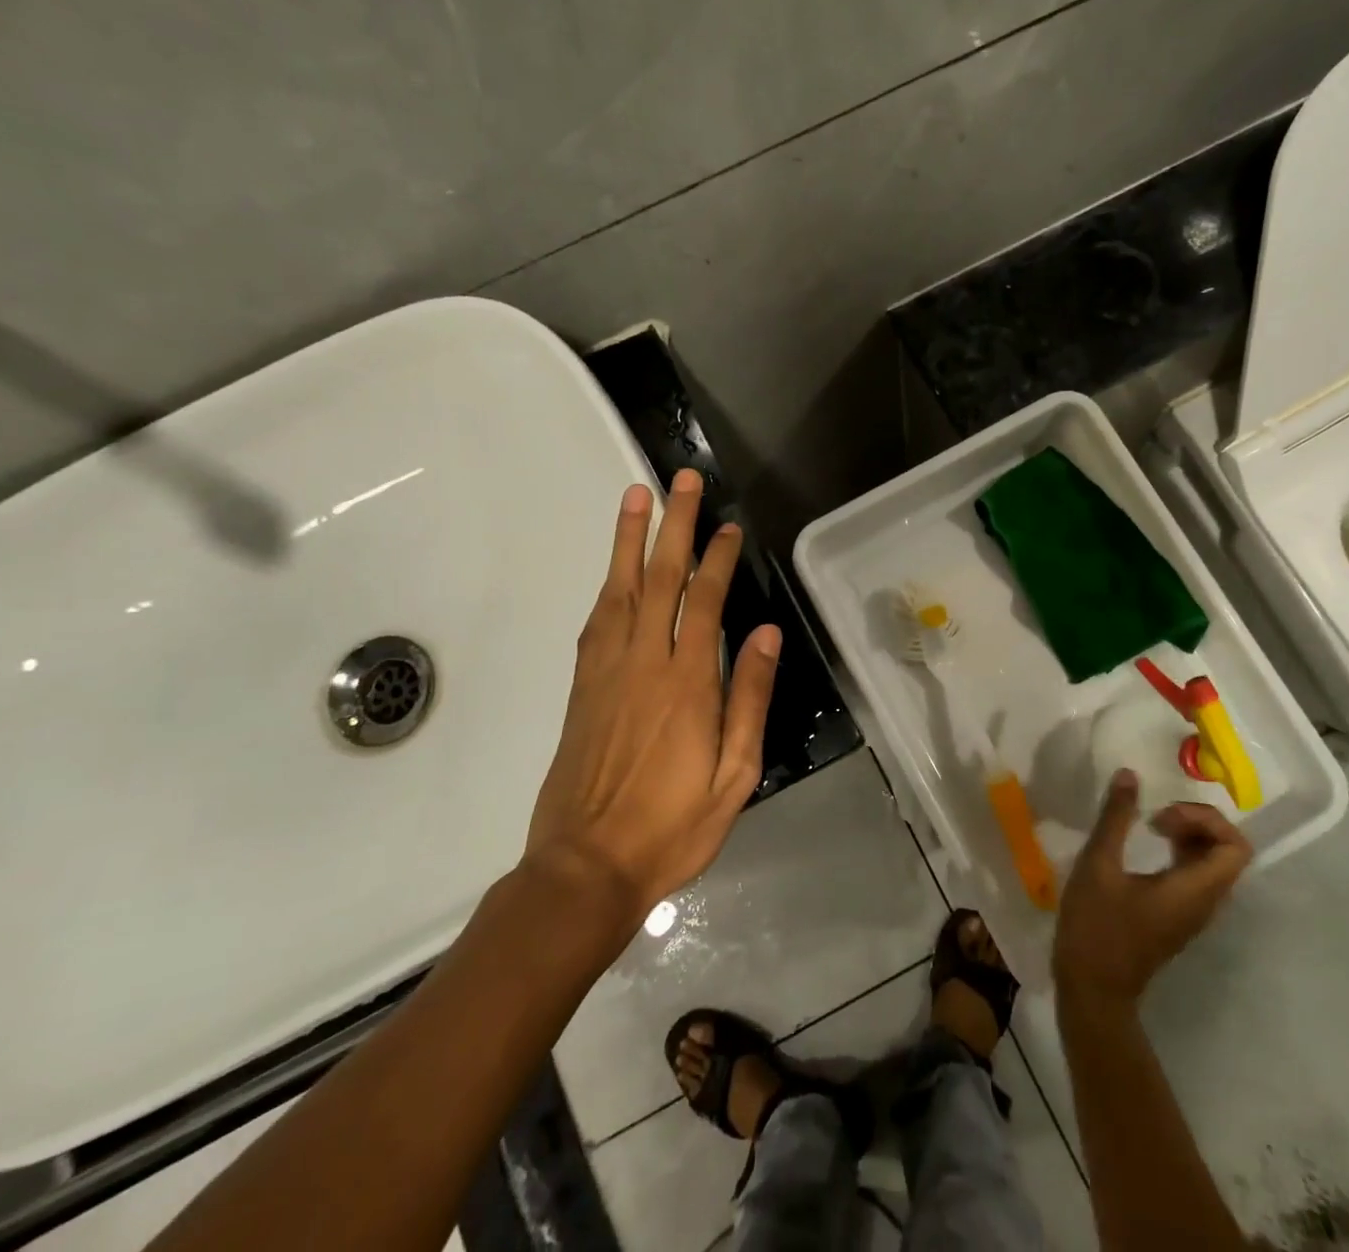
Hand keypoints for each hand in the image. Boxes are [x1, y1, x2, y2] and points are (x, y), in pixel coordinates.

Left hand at [522, 469, 779, 932]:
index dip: (717, 558)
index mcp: (687, 683)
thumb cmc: (672, 828)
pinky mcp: (583, 687)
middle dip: (673, 524)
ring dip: (630, 540)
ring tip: (636, 496)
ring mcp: (606, 671)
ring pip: (620, 589)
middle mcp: (644, 663)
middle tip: (681, 480)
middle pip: (660, 578)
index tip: (728, 526)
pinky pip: (597, 621)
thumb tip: (765, 634)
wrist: (585, 868)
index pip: (705, 601)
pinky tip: (615, 570)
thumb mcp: (735, 775)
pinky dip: (608, 584)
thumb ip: (749, 698)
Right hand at [1053, 769, 1251, 1010]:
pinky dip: (1180, 852)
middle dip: (1197, 822)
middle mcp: (1205, 902)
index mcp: (1195, 890)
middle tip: (1156, 816)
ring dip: (1188, 835)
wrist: (1093, 988)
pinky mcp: (1178, 916)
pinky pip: (1196, 875)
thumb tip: (1129, 774)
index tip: (1163, 816)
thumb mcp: (1098, 865)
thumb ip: (1116, 818)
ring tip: (1150, 826)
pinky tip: (1146, 848)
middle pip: (1228, 851)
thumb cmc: (1096, 926)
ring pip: (1212, 863)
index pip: (1236, 847)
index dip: (1206, 819)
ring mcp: (1193, 912)